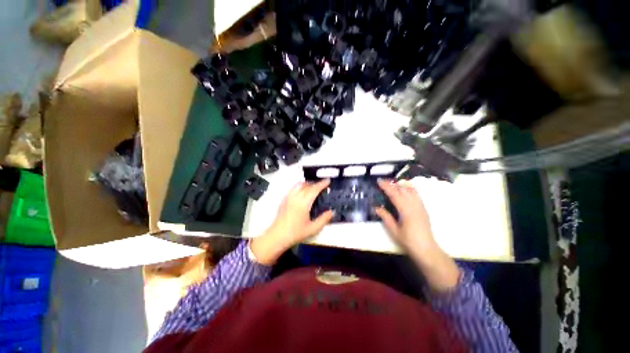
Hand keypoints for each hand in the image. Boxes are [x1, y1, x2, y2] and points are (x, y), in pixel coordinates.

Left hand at [250, 179, 333, 264]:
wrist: (277, 236)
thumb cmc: (296, 233)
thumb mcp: (313, 228)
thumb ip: (324, 219)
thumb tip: (332, 212)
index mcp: (304, 203)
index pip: (314, 189)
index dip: (322, 184)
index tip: (328, 181)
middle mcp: (296, 197)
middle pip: (307, 185)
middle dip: (315, 183)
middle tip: (322, 185)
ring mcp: (289, 197)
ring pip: (299, 185)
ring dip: (307, 183)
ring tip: (313, 187)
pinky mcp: (284, 199)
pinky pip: (293, 188)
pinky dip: (300, 186)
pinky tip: (302, 192)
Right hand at [374, 179, 435, 251]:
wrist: (427, 249)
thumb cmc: (408, 241)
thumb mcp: (394, 230)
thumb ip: (385, 217)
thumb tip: (377, 208)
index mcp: (406, 210)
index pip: (394, 194)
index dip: (386, 186)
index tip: (379, 181)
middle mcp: (414, 205)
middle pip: (403, 189)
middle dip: (393, 184)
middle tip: (383, 183)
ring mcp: (420, 206)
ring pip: (411, 190)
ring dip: (401, 185)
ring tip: (393, 185)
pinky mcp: (423, 208)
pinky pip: (416, 194)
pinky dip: (409, 189)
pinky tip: (404, 191)